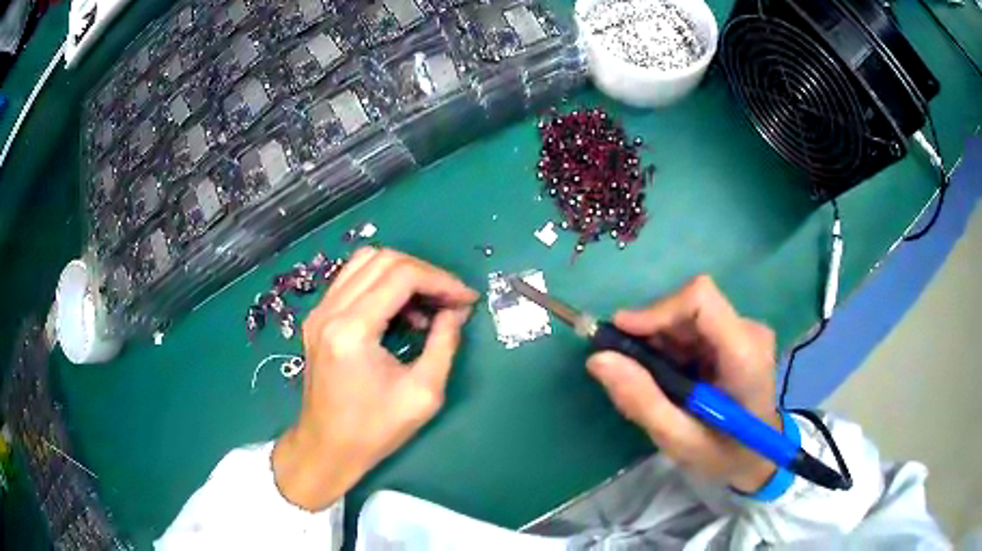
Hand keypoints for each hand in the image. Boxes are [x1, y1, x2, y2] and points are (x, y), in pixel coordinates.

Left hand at [273, 248, 478, 510]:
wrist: (327, 447)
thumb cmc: (375, 430)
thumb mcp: (423, 394)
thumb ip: (444, 344)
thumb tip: (456, 310)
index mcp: (353, 330)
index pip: (402, 275)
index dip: (441, 280)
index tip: (467, 299)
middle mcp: (330, 310)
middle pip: (383, 259)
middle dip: (425, 273)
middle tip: (450, 300)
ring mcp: (319, 311)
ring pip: (365, 261)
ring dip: (402, 273)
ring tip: (426, 305)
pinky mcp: (317, 317)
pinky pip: (352, 279)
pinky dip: (382, 283)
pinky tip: (399, 311)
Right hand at [586, 275, 780, 492]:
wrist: (759, 457)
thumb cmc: (724, 454)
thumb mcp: (679, 440)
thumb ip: (642, 401)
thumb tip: (598, 359)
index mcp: (744, 355)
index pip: (701, 300)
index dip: (658, 309)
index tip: (621, 334)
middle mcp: (749, 331)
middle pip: (690, 305)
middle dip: (653, 331)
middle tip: (628, 367)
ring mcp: (746, 331)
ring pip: (689, 314)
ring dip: (661, 341)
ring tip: (651, 379)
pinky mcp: (738, 335)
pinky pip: (695, 325)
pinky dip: (672, 346)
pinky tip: (670, 376)